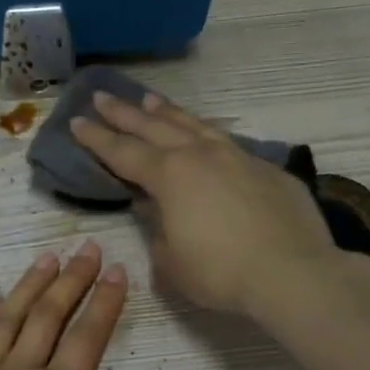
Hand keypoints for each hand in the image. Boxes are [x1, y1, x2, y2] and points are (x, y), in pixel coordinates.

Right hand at [71, 89, 333, 318]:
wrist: (292, 272)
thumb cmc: (221, 274)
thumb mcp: (172, 263)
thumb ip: (157, 232)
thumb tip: (155, 211)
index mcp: (170, 176)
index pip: (123, 152)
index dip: (97, 138)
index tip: (76, 121)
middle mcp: (201, 156)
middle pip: (155, 127)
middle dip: (125, 113)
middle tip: (102, 96)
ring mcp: (238, 157)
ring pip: (195, 126)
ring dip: (168, 113)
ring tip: (151, 101)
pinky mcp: (268, 169)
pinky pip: (227, 143)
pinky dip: (207, 135)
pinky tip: (206, 137)